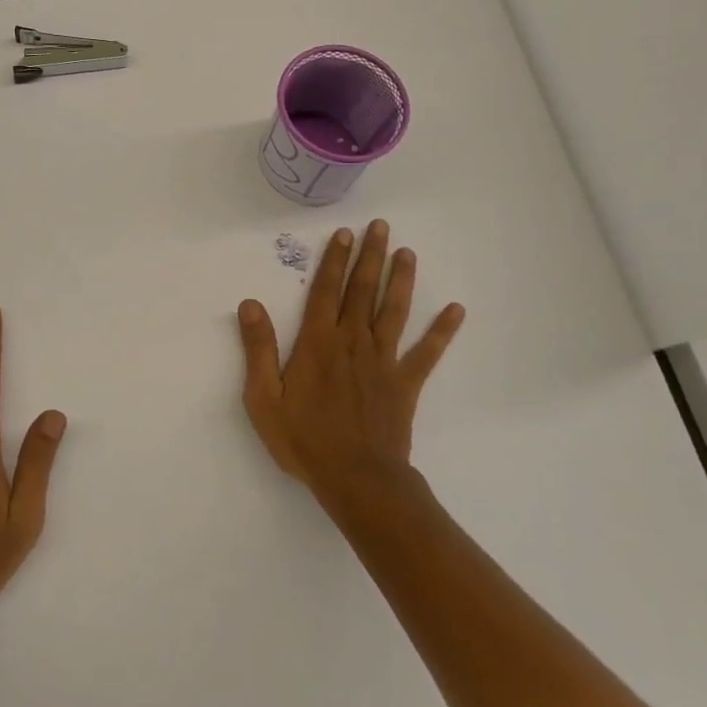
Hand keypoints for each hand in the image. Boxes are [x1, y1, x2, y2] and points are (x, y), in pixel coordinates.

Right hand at [236, 220, 464, 507]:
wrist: (357, 480)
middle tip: (379, 227)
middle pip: (362, 291)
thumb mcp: (264, 398)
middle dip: (370, 257)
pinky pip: (426, 352)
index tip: (344, 234)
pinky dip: (442, 331)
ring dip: (401, 280)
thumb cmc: (305, 440)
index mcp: (318, 344)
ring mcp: (383, 361)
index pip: (325, 292)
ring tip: (407, 253)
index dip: (334, 261)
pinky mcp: (405, 383)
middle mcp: (352, 342)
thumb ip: (259, 349)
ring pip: (393, 311)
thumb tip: (250, 304)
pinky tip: (456, 310)